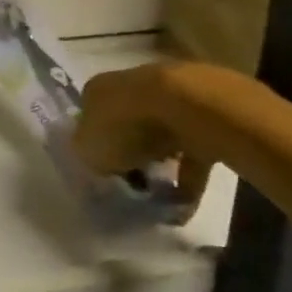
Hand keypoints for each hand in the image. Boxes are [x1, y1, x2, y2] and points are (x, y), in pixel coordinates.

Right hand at [73, 62, 213, 207]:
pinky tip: (185, 203)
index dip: (95, 146)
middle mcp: (130, 88)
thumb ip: (88, 156)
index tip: (104, 171)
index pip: (90, 118)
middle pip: (126, 125)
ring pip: (160, 137)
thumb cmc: (125, 125)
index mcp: (97, 91)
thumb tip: (97, 161)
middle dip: (130, 154)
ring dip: (161, 165)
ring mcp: (168, 98)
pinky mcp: (203, 115)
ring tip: (160, 197)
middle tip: (132, 183)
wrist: (186, 107)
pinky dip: (189, 177)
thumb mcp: (89, 149)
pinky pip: (192, 151)